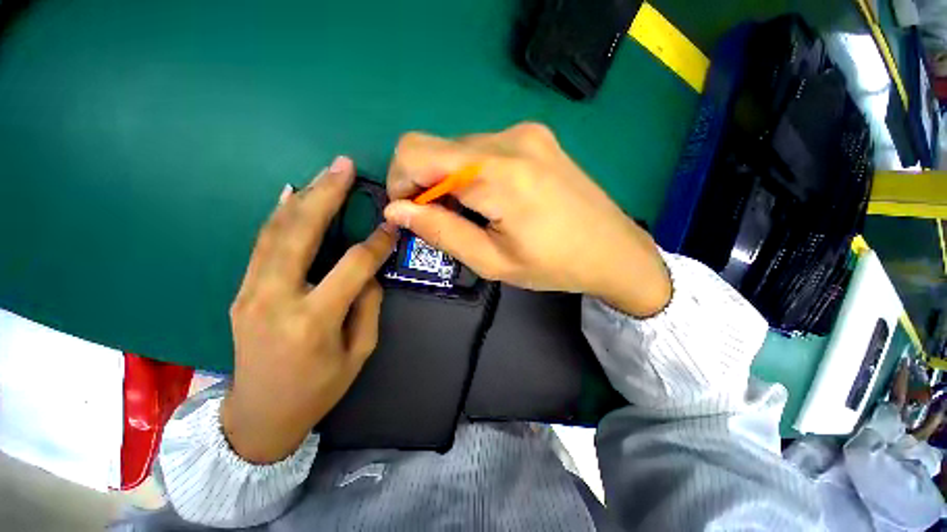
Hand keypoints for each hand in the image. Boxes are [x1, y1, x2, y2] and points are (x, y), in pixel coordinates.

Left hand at [222, 156, 396, 463]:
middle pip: (301, 234)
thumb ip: (367, 306)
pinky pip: (262, 245)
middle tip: (342, 166)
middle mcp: (276, 298)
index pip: (353, 266)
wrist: (258, 416)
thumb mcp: (359, 352)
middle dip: (325, 195)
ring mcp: (251, 292)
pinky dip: (279, 216)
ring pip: (276, 232)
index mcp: (312, 320)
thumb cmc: (318, 389)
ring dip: (303, 198)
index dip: (377, 242)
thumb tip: (369, 272)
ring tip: (323, 174)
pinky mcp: (242, 290)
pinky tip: (290, 195)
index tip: (392, 224)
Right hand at [384, 122, 670, 316]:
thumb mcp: (493, 261)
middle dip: (425, 183)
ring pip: (458, 149)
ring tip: (474, 213)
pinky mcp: (535, 136)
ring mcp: (526, 132)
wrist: (614, 250)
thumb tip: (397, 210)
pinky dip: (472, 173)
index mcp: (499, 174)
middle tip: (444, 219)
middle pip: (436, 147)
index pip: (416, 153)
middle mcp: (510, 139)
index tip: (410, 213)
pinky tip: (493, 198)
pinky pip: (483, 149)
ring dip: (451, 180)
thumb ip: (442, 231)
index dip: (400, 182)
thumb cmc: (555, 265)